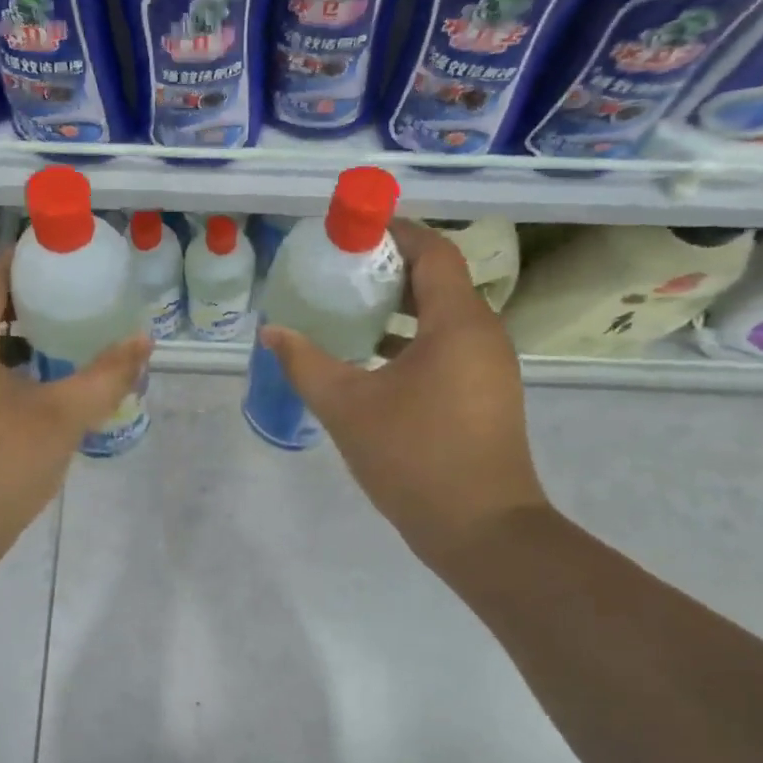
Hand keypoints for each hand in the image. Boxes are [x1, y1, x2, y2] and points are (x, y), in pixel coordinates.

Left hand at [0, 251, 151, 562]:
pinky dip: (4, 366)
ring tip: (64, 337)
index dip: (26, 258)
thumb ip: (107, 376)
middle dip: (28, 296)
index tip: (67, 257)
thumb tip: (144, 340)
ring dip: (17, 334)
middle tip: (76, 296)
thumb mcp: (62, 418)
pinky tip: (39, 388)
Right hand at [259, 221, 547, 569]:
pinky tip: (371, 361)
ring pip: (442, 317)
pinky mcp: (486, 395)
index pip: (433, 251)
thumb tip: (272, 332)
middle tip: (338, 271)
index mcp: (458, 323)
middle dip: (388, 269)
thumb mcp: (347, 407)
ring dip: (398, 308)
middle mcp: (483, 334)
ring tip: (347, 310)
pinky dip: (411, 340)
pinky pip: (447, 347)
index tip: (352, 230)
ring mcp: (489, 367)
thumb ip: (305, 363)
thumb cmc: (416, 458)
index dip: (394, 231)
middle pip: (438, 280)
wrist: (482, 532)